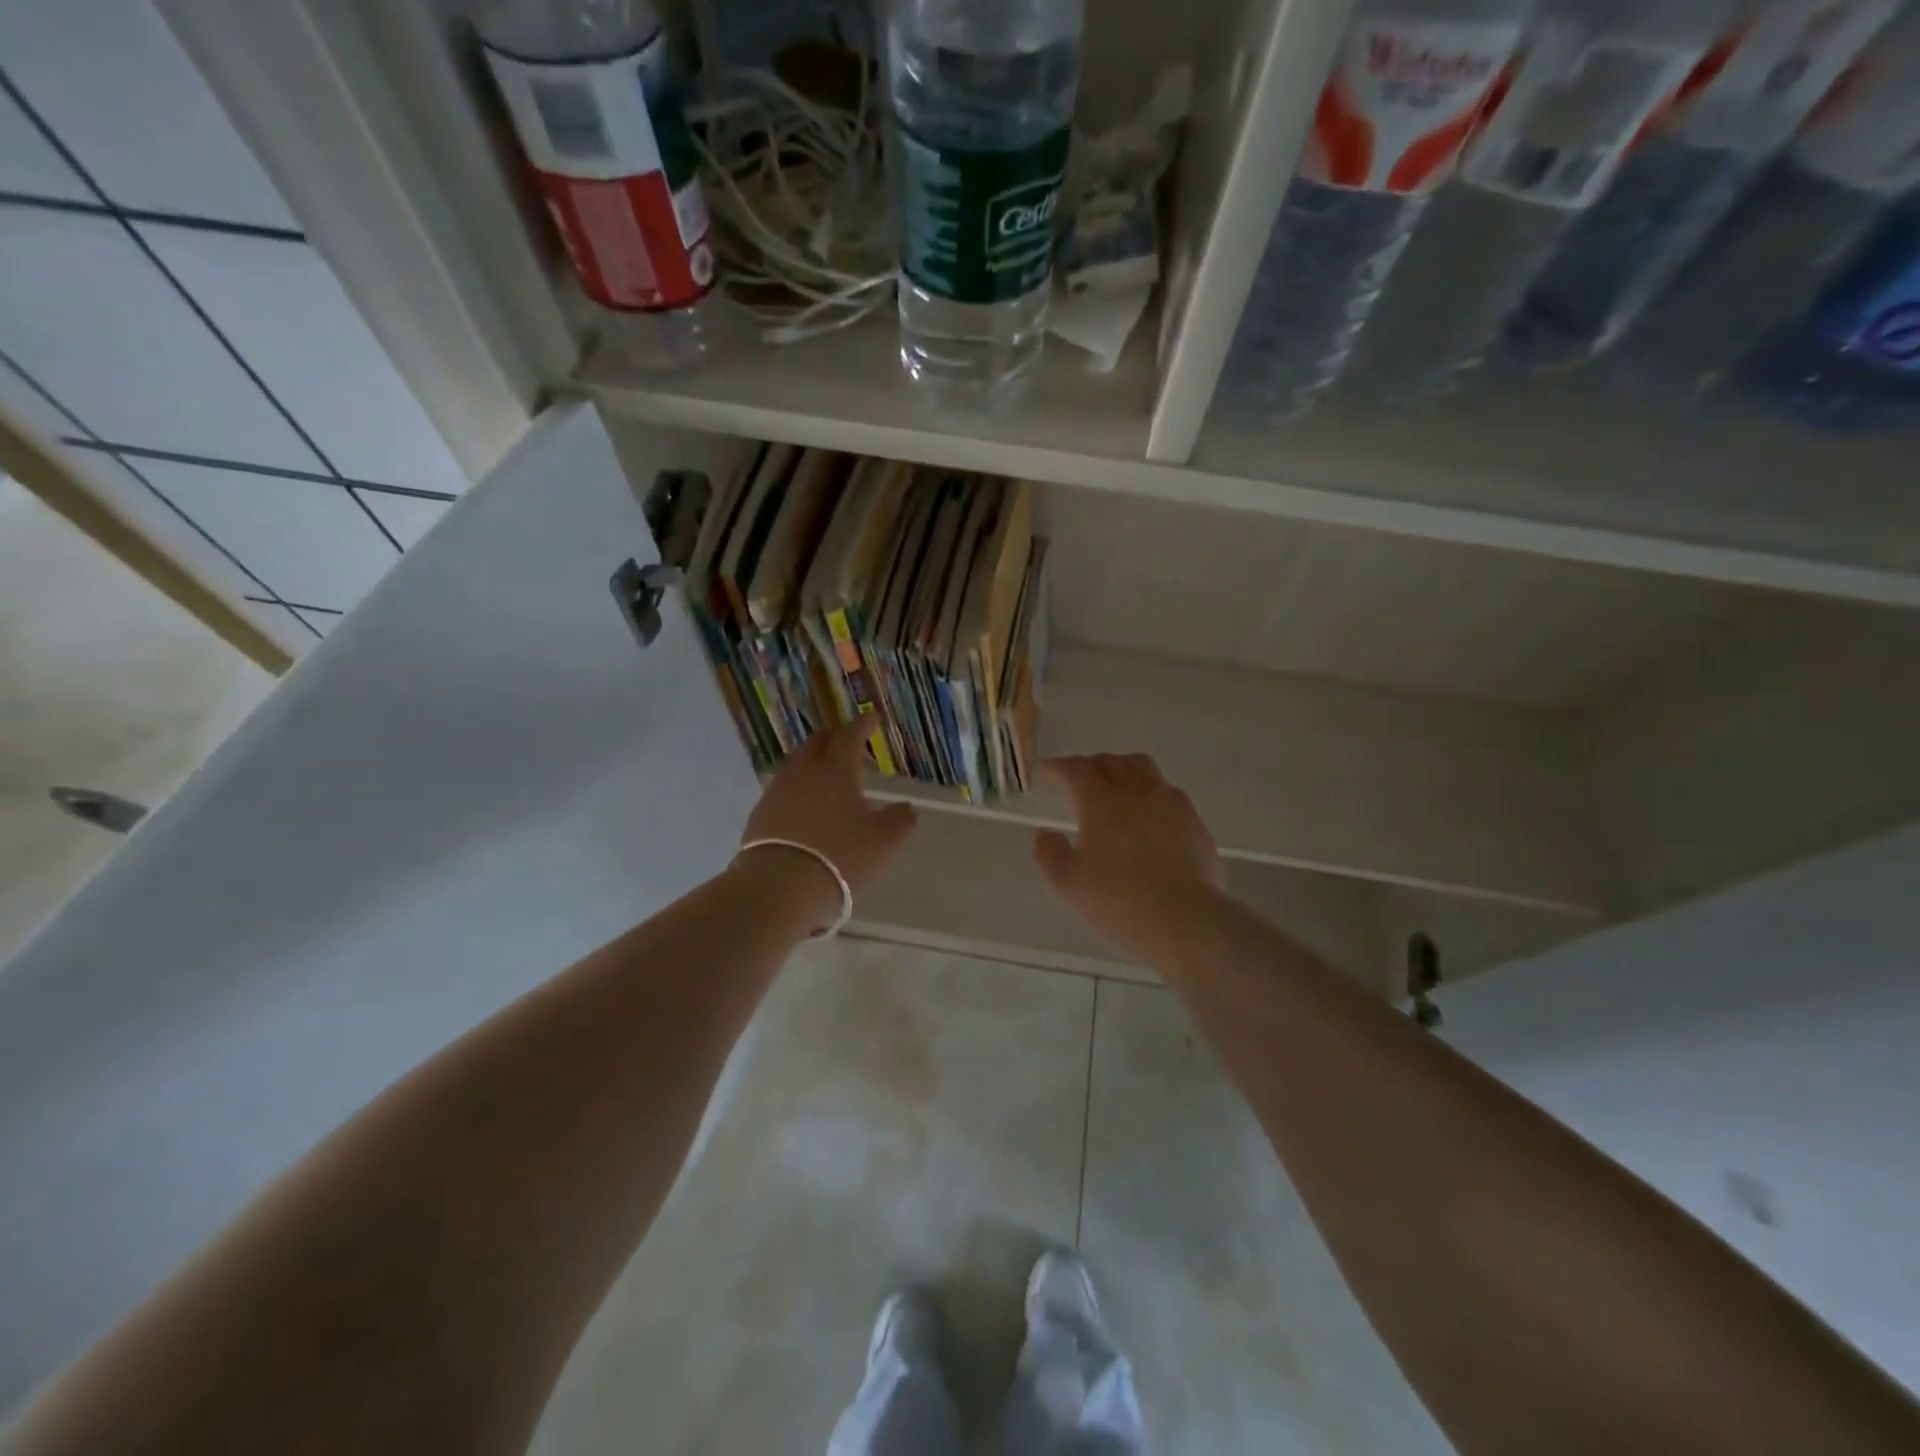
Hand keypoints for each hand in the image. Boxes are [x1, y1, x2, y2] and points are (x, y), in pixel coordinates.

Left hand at [737, 722, 917, 930]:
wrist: (779, 888)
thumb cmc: (841, 857)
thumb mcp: (883, 842)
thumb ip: (899, 821)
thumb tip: (906, 808)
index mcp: (836, 770)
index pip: (850, 736)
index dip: (863, 725)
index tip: (871, 718)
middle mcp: (803, 773)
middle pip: (817, 744)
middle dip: (835, 739)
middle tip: (849, 745)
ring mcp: (777, 793)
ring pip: (797, 767)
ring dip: (814, 766)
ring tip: (827, 780)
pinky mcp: (759, 817)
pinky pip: (783, 792)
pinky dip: (798, 792)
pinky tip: (805, 809)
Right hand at [1033, 754, 1222, 959]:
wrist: (1185, 918)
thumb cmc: (1120, 901)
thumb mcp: (1069, 884)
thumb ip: (1050, 854)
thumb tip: (1045, 833)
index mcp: (1100, 802)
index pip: (1076, 769)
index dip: (1058, 767)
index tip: (1048, 772)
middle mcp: (1135, 791)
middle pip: (1109, 762)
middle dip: (1088, 765)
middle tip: (1078, 780)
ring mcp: (1169, 802)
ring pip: (1142, 767)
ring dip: (1122, 769)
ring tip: (1115, 785)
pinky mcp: (1193, 819)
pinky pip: (1167, 790)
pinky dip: (1150, 790)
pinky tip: (1149, 812)